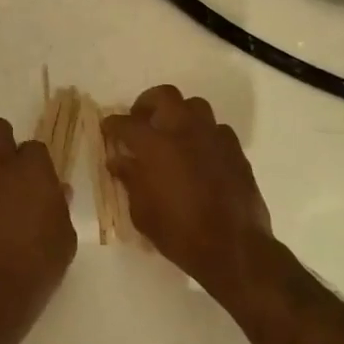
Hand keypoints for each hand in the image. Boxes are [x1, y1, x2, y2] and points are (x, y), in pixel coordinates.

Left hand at [0, 117, 75, 335]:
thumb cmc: (39, 264)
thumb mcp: (64, 236)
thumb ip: (59, 206)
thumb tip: (58, 190)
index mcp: (34, 170)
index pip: (34, 146)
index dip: (34, 161)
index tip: (35, 179)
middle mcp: (1, 165)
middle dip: (0, 140)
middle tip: (6, 165)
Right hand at [103, 85, 271, 292]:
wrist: (233, 248)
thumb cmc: (179, 232)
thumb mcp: (142, 211)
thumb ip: (130, 179)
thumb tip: (119, 160)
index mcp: (155, 145)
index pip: (126, 123)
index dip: (113, 124)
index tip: (108, 128)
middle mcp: (184, 131)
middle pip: (164, 96)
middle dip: (148, 103)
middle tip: (140, 120)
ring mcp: (213, 137)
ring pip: (195, 106)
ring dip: (179, 114)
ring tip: (171, 133)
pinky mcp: (235, 150)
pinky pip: (217, 129)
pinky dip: (203, 134)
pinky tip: (198, 153)